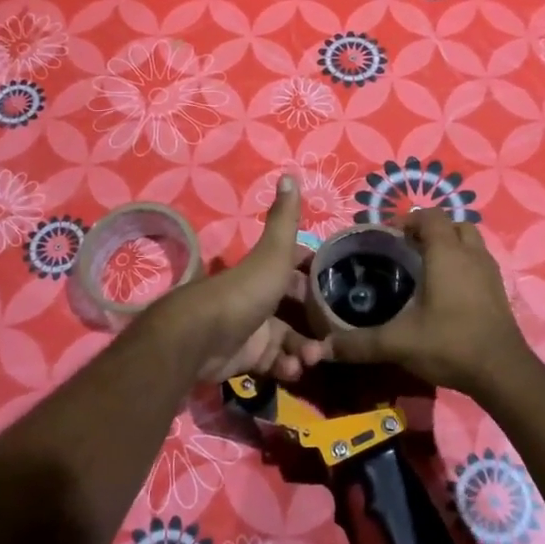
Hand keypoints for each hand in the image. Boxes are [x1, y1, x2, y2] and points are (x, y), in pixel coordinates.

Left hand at [141, 176, 328, 384]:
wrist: (203, 337)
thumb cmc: (245, 291)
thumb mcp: (273, 254)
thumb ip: (285, 221)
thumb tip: (289, 173)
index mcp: (266, 273)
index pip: (297, 272)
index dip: (317, 279)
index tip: (341, 290)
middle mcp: (260, 299)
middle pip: (296, 311)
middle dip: (316, 324)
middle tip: (332, 337)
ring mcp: (252, 330)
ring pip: (288, 341)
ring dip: (303, 350)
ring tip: (310, 359)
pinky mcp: (246, 359)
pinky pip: (273, 364)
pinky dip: (285, 368)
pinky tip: (292, 370)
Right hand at [327, 209, 532, 393]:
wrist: (502, 372)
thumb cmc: (449, 343)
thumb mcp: (398, 343)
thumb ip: (359, 344)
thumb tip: (321, 349)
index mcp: (446, 253)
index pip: (430, 216)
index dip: (409, 220)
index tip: (389, 237)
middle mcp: (471, 254)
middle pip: (453, 224)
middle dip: (431, 230)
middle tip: (408, 250)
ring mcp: (490, 272)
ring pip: (470, 242)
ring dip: (450, 246)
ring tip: (427, 268)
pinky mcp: (499, 291)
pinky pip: (479, 263)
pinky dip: (463, 266)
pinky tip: (448, 292)